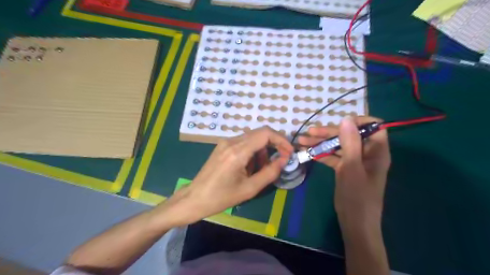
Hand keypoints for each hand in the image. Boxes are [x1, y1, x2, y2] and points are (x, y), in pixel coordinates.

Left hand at [153, 126, 289, 225]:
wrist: (194, 198)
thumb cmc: (221, 197)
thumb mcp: (249, 189)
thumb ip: (270, 172)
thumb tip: (284, 159)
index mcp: (238, 151)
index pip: (265, 134)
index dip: (281, 140)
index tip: (289, 152)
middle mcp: (231, 141)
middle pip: (260, 133)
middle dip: (274, 144)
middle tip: (280, 160)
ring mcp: (225, 142)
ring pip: (252, 138)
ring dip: (262, 150)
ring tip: (261, 169)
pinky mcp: (222, 146)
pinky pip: (243, 142)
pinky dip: (252, 151)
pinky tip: (249, 167)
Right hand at [298, 116, 390, 226]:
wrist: (354, 223)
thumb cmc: (357, 197)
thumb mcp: (352, 168)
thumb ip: (350, 143)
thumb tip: (346, 119)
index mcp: (376, 151)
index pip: (373, 126)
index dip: (357, 121)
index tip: (339, 123)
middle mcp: (366, 153)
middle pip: (348, 135)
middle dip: (328, 133)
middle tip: (309, 132)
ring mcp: (354, 161)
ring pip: (338, 145)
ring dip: (321, 143)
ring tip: (302, 141)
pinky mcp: (345, 168)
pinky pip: (333, 156)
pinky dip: (321, 154)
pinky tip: (307, 152)